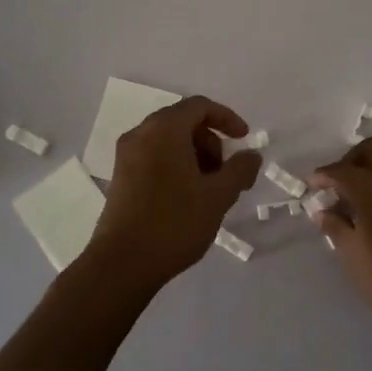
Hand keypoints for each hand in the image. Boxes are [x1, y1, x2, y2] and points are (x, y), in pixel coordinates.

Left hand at [87, 95, 261, 288]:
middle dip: (211, 142)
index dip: (226, 118)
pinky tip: (189, 198)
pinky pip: (154, 158)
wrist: (122, 264)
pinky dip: (176, 166)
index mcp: (163, 129)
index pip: (199, 106)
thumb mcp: (218, 196)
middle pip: (183, 122)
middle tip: (227, 173)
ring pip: (168, 141)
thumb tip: (251, 156)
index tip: (244, 140)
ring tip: (210, 190)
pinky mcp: (120, 178)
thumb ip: (240, 170)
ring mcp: (126, 156)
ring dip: (195, 156)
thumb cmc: (174, 222)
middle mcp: (141, 134)